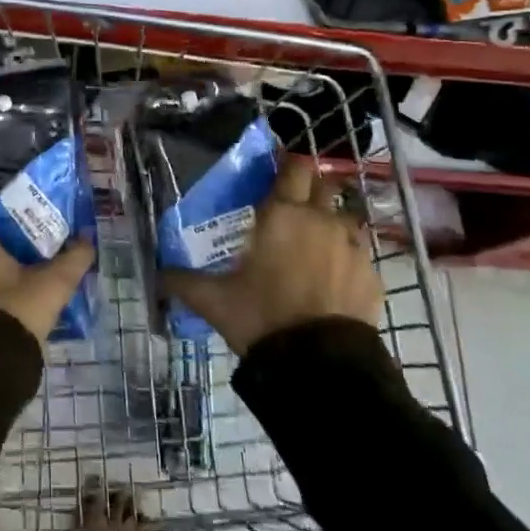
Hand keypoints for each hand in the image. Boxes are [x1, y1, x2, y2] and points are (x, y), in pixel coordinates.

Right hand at [163, 157, 382, 354]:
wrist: (320, 364)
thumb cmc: (262, 317)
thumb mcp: (214, 301)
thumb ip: (184, 282)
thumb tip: (158, 275)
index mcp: (282, 214)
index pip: (292, 168)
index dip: (286, 166)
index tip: (277, 174)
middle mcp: (320, 219)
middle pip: (323, 184)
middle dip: (309, 189)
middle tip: (292, 207)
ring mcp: (352, 245)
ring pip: (345, 217)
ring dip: (331, 221)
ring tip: (314, 243)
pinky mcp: (371, 274)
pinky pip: (359, 252)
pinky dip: (346, 257)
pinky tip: (333, 277)